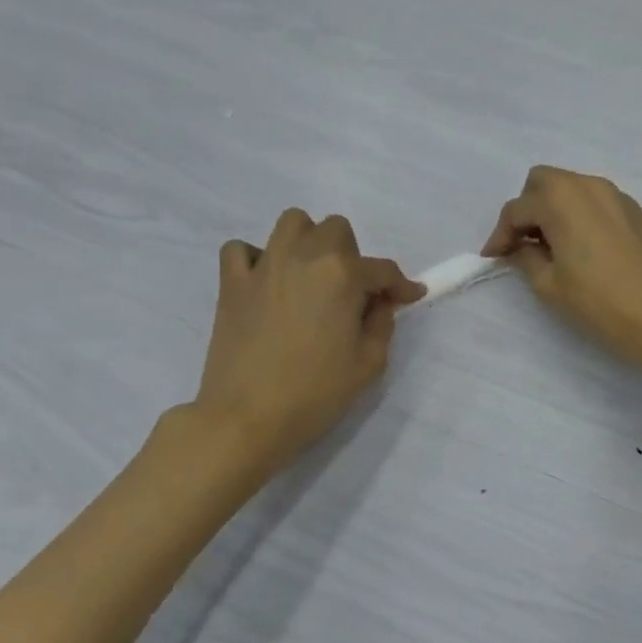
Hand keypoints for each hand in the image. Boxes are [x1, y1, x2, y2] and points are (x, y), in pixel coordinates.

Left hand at [190, 209, 422, 476]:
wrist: (246, 419)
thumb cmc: (315, 394)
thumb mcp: (368, 363)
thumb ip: (382, 324)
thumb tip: (379, 304)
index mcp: (343, 275)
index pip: (382, 270)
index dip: (401, 285)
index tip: (410, 297)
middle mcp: (304, 256)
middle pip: (335, 230)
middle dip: (351, 255)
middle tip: (352, 292)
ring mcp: (263, 266)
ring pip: (291, 223)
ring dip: (307, 242)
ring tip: (310, 276)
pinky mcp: (231, 283)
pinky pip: (241, 249)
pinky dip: (255, 258)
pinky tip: (265, 283)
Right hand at [482, 166, 641, 368]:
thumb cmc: (600, 303)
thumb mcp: (550, 285)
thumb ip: (526, 257)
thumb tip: (519, 247)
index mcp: (562, 200)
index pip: (517, 209)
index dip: (500, 234)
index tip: (493, 258)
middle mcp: (589, 186)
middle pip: (543, 182)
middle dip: (526, 209)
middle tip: (523, 245)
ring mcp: (617, 196)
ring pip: (572, 187)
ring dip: (554, 209)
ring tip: (552, 247)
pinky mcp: (636, 211)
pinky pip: (596, 201)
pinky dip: (580, 214)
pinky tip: (583, 247)